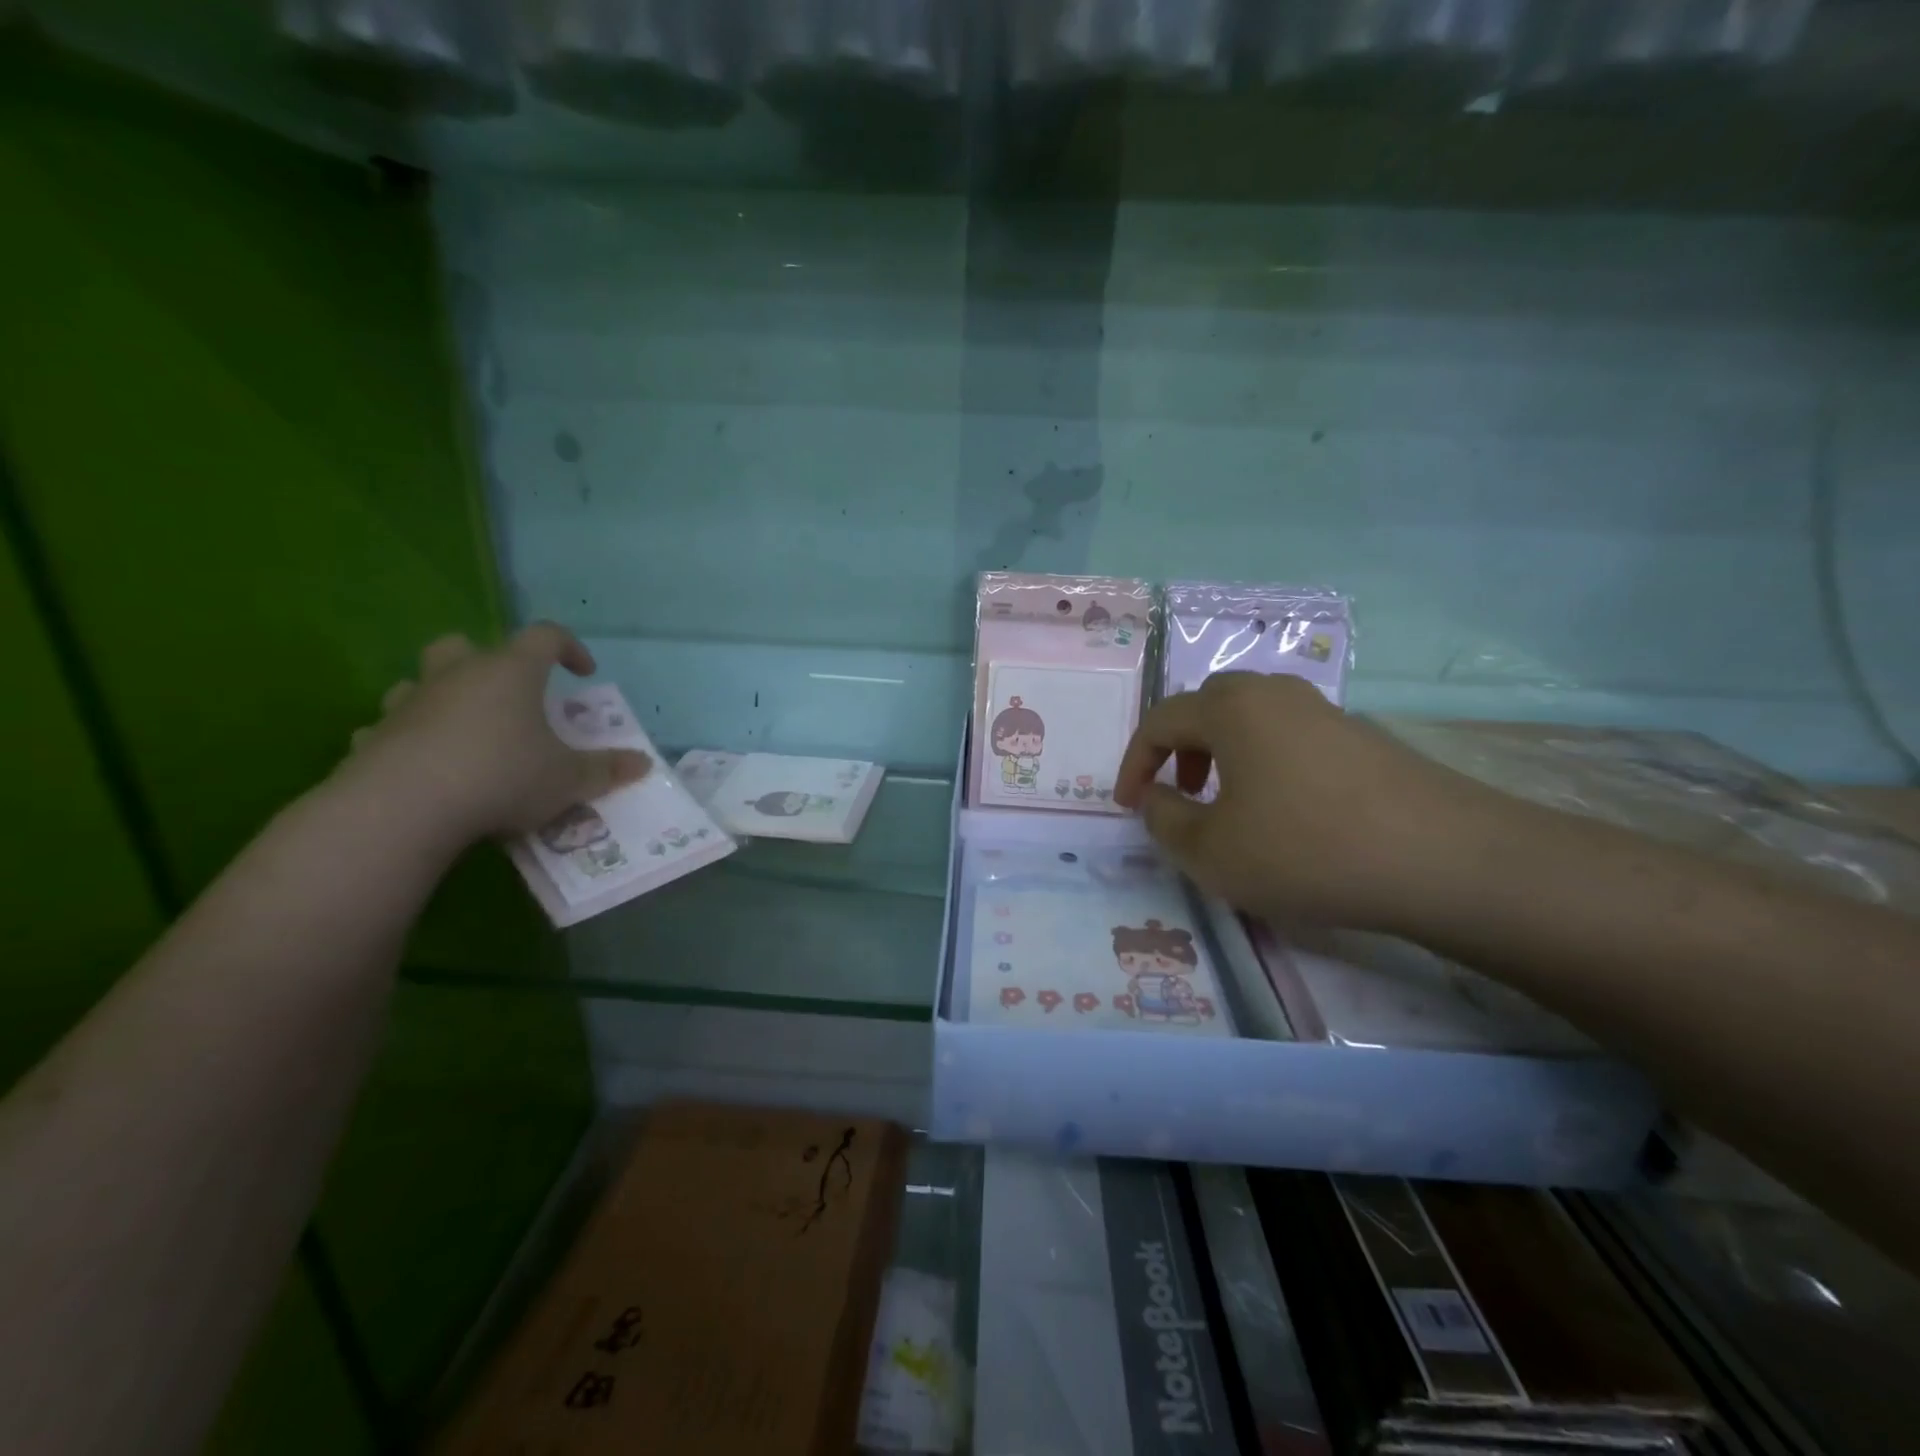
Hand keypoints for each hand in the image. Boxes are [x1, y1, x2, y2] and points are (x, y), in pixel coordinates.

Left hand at [343, 623, 650, 845]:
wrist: (404, 808)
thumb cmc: (503, 777)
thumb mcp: (569, 779)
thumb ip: (606, 769)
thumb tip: (643, 764)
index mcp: (510, 672)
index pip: (545, 636)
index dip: (569, 648)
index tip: (584, 673)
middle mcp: (457, 675)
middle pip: (466, 645)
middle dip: (488, 663)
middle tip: (510, 696)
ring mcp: (410, 703)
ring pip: (421, 682)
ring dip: (443, 698)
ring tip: (466, 733)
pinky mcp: (373, 737)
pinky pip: (392, 728)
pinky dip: (410, 740)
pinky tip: (424, 770)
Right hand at [1112, 673, 1503, 928]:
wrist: (1442, 859)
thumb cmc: (1305, 848)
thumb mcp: (1210, 851)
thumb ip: (1164, 820)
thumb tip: (1155, 797)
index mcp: (1231, 708)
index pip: (1161, 720)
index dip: (1134, 763)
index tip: (1129, 806)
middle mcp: (1276, 694)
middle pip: (1210, 705)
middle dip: (1181, 746)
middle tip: (1181, 791)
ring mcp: (1326, 712)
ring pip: (1255, 719)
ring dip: (1225, 753)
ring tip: (1230, 804)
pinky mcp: (1365, 738)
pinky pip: (1294, 738)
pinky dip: (1268, 764)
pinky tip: (1287, 813)